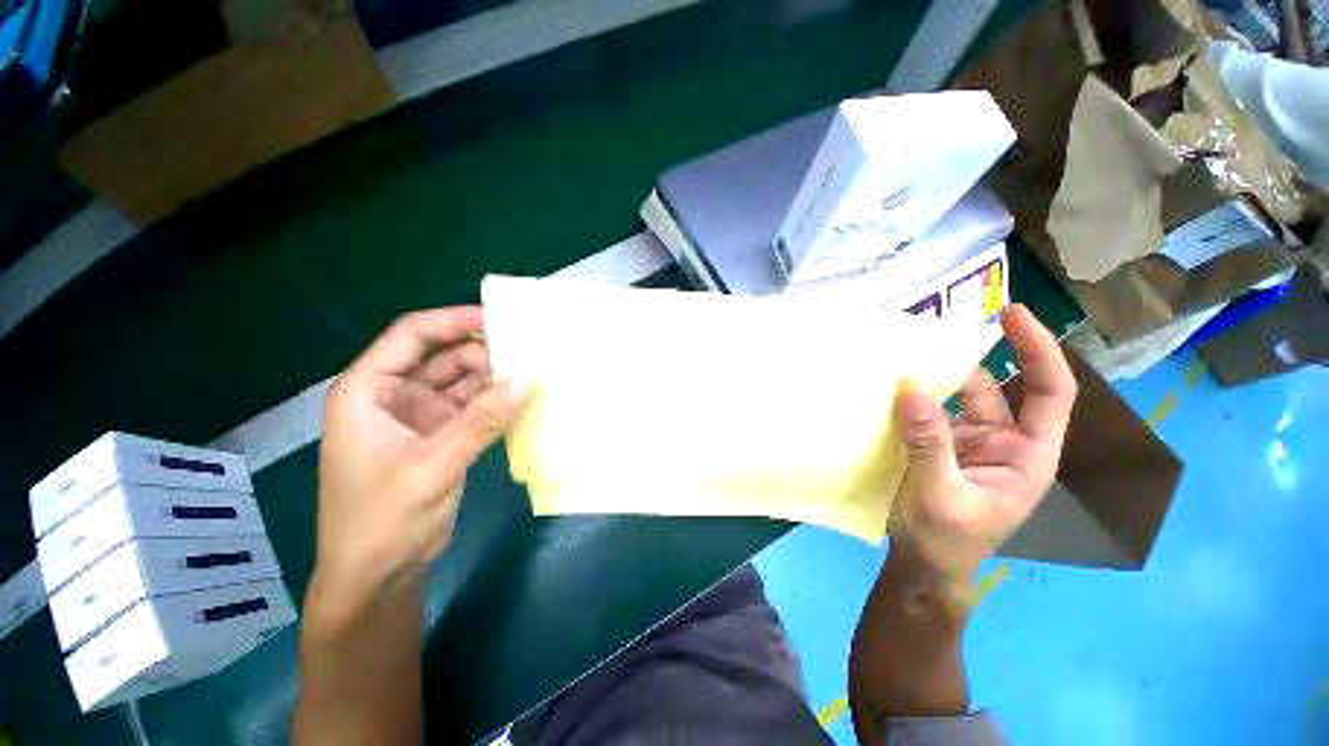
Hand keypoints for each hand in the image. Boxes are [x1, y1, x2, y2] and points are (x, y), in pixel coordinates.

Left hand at [312, 307, 528, 620]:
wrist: (378, 577)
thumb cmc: (383, 520)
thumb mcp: (433, 466)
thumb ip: (482, 420)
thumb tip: (528, 378)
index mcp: (368, 391)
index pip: (412, 336)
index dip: (453, 321)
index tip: (500, 318)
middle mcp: (393, 397)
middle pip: (443, 358)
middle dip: (484, 352)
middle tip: (531, 349)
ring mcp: (420, 418)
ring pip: (462, 384)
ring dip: (495, 378)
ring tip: (535, 371)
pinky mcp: (442, 439)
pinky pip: (474, 409)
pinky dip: (497, 404)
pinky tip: (524, 400)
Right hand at [888, 304, 1077, 589]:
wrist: (922, 564)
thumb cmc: (945, 540)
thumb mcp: (940, 495)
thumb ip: (929, 444)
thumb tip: (911, 391)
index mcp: (1027, 455)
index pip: (1049, 392)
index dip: (1038, 350)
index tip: (1012, 315)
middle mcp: (1003, 441)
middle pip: (995, 387)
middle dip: (969, 358)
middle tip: (933, 329)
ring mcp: (967, 441)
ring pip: (955, 397)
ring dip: (932, 377)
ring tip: (903, 353)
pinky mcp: (937, 445)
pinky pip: (927, 412)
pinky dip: (911, 398)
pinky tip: (889, 386)